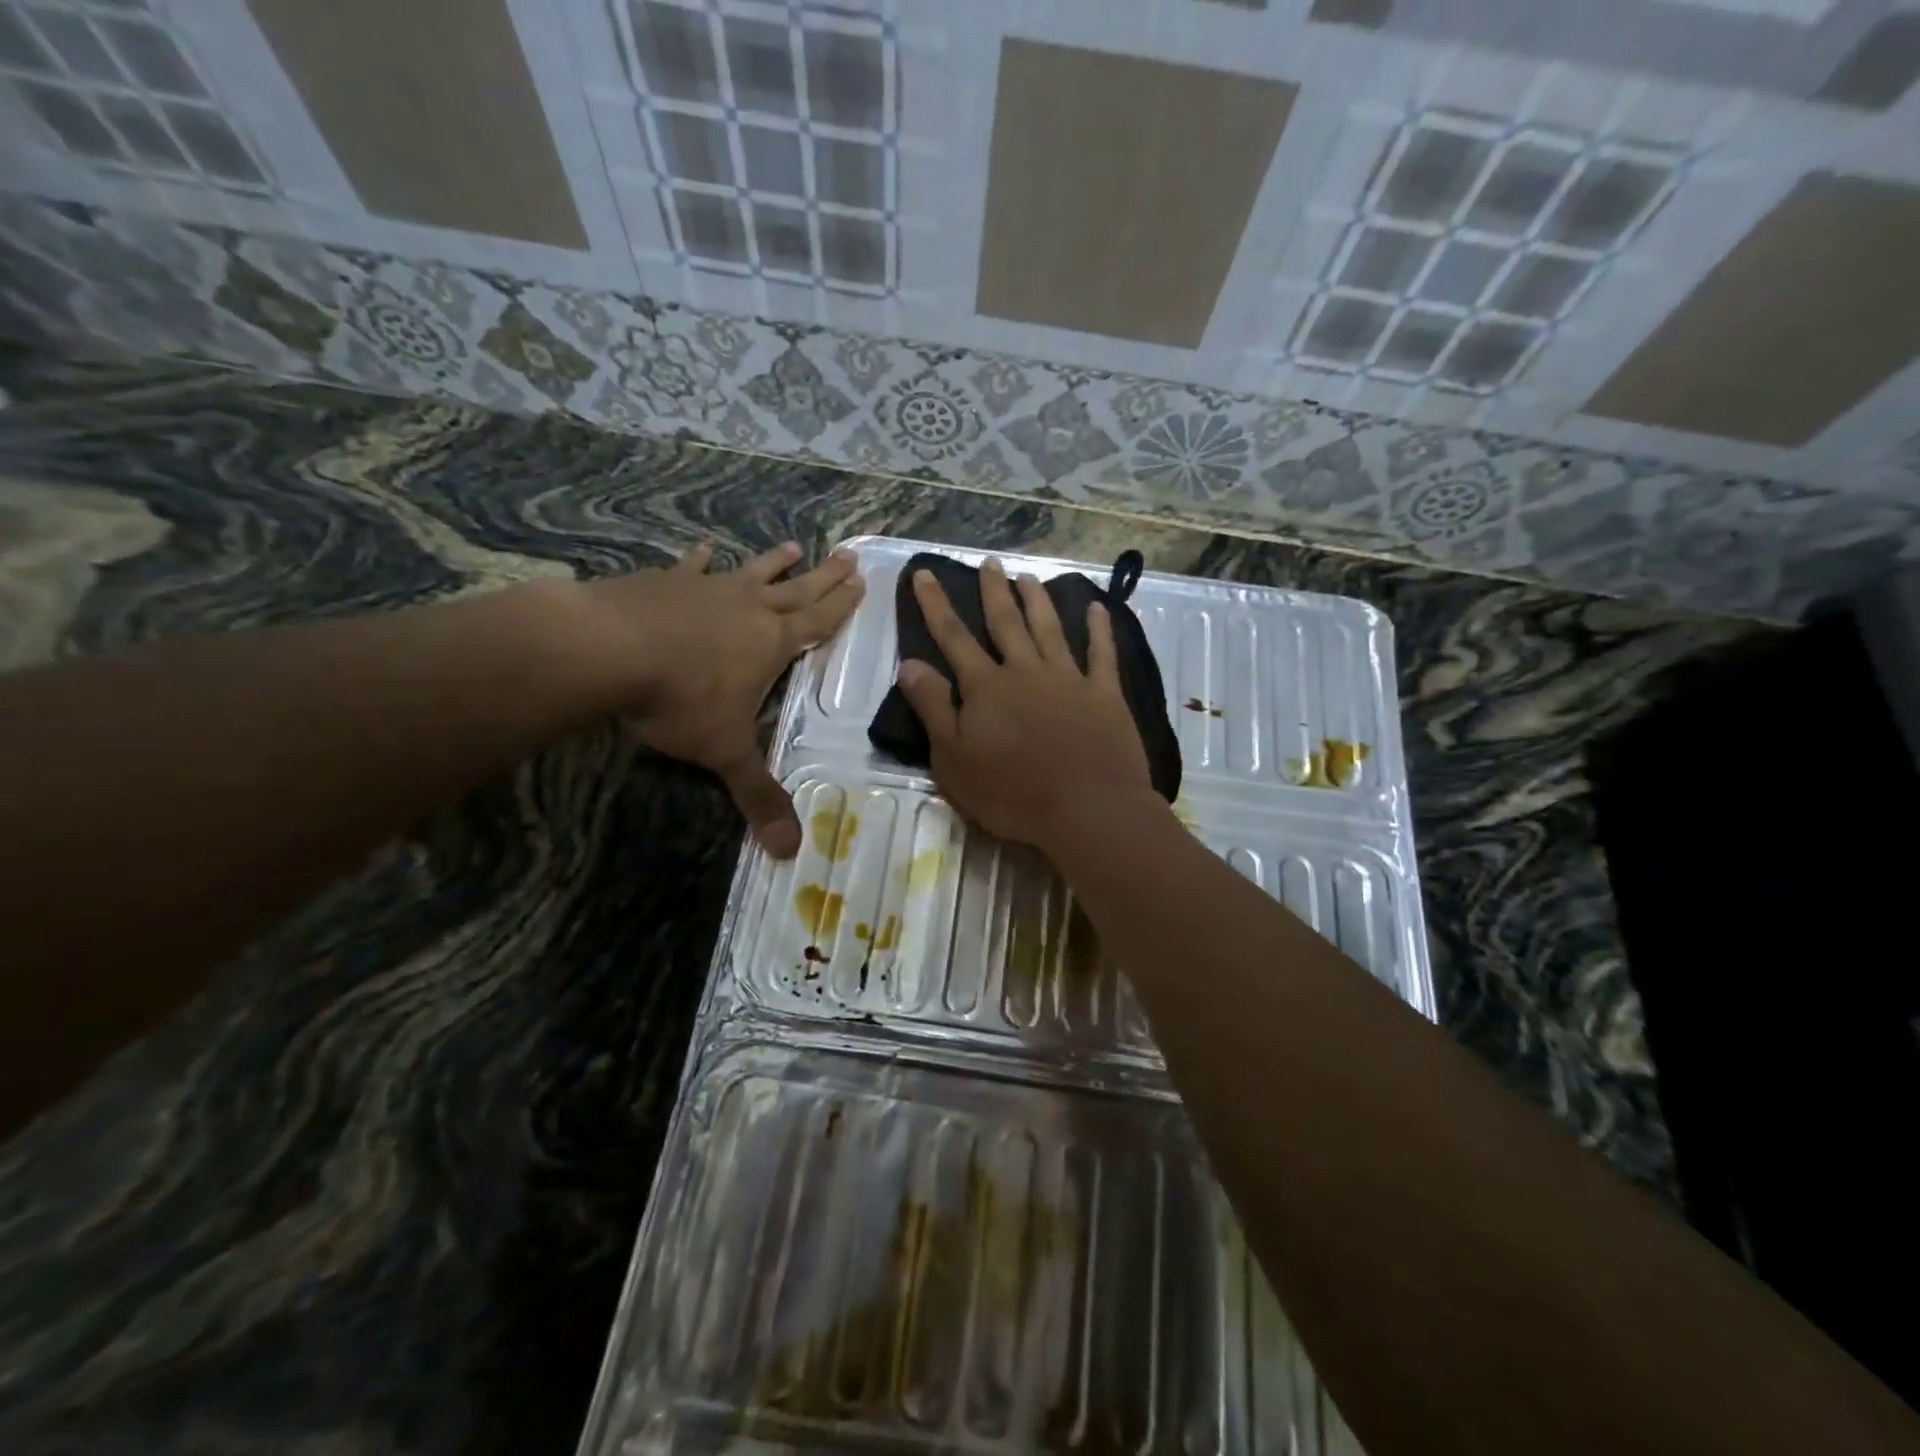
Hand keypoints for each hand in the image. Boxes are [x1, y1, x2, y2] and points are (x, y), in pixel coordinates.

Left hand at [582, 541, 862, 855]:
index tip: (862, 581)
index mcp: (772, 643)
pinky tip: (705, 548)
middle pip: (796, 589)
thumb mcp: (725, 753)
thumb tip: (790, 851)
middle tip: (848, 555)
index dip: (842, 605)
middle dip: (824, 576)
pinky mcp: (665, 581)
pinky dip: (700, 558)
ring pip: (751, 572)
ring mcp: (706, 589)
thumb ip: (758, 796)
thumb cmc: (680, 699)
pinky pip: (691, 567)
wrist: (608, 649)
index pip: (818, 622)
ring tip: (792, 545)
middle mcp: (748, 609)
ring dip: (773, 562)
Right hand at [895, 559, 1154, 854]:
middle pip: (1005, 622)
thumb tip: (909, 663)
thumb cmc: (1011, 793)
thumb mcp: (953, 759)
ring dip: (1037, 601)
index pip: (953, 636)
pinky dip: (1100, 630)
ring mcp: (1069, 679)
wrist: (1087, 809)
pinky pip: (1102, 654)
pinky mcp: (1104, 695)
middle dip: (993, 591)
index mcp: (986, 686)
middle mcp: (1026, 671)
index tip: (925, 573)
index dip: (935, 604)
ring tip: (1028, 577)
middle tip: (989, 562)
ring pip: (1049, 629)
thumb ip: (932, 708)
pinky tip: (1098, 609)